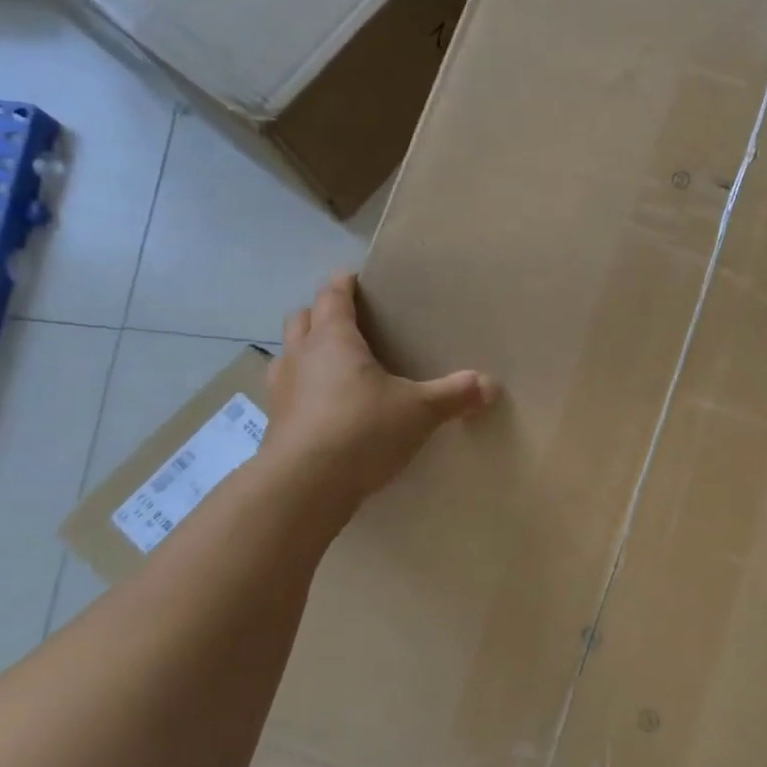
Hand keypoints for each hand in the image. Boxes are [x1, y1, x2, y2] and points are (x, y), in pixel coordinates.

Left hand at [261, 274, 496, 506]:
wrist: (304, 486)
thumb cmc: (362, 430)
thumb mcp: (419, 411)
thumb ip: (454, 395)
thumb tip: (491, 385)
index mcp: (333, 339)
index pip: (332, 296)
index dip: (343, 284)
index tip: (355, 279)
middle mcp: (301, 356)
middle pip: (302, 318)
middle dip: (320, 314)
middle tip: (348, 322)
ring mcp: (281, 390)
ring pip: (288, 354)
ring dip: (305, 351)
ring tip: (332, 364)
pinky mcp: (276, 424)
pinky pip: (287, 392)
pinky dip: (303, 389)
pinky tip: (325, 408)